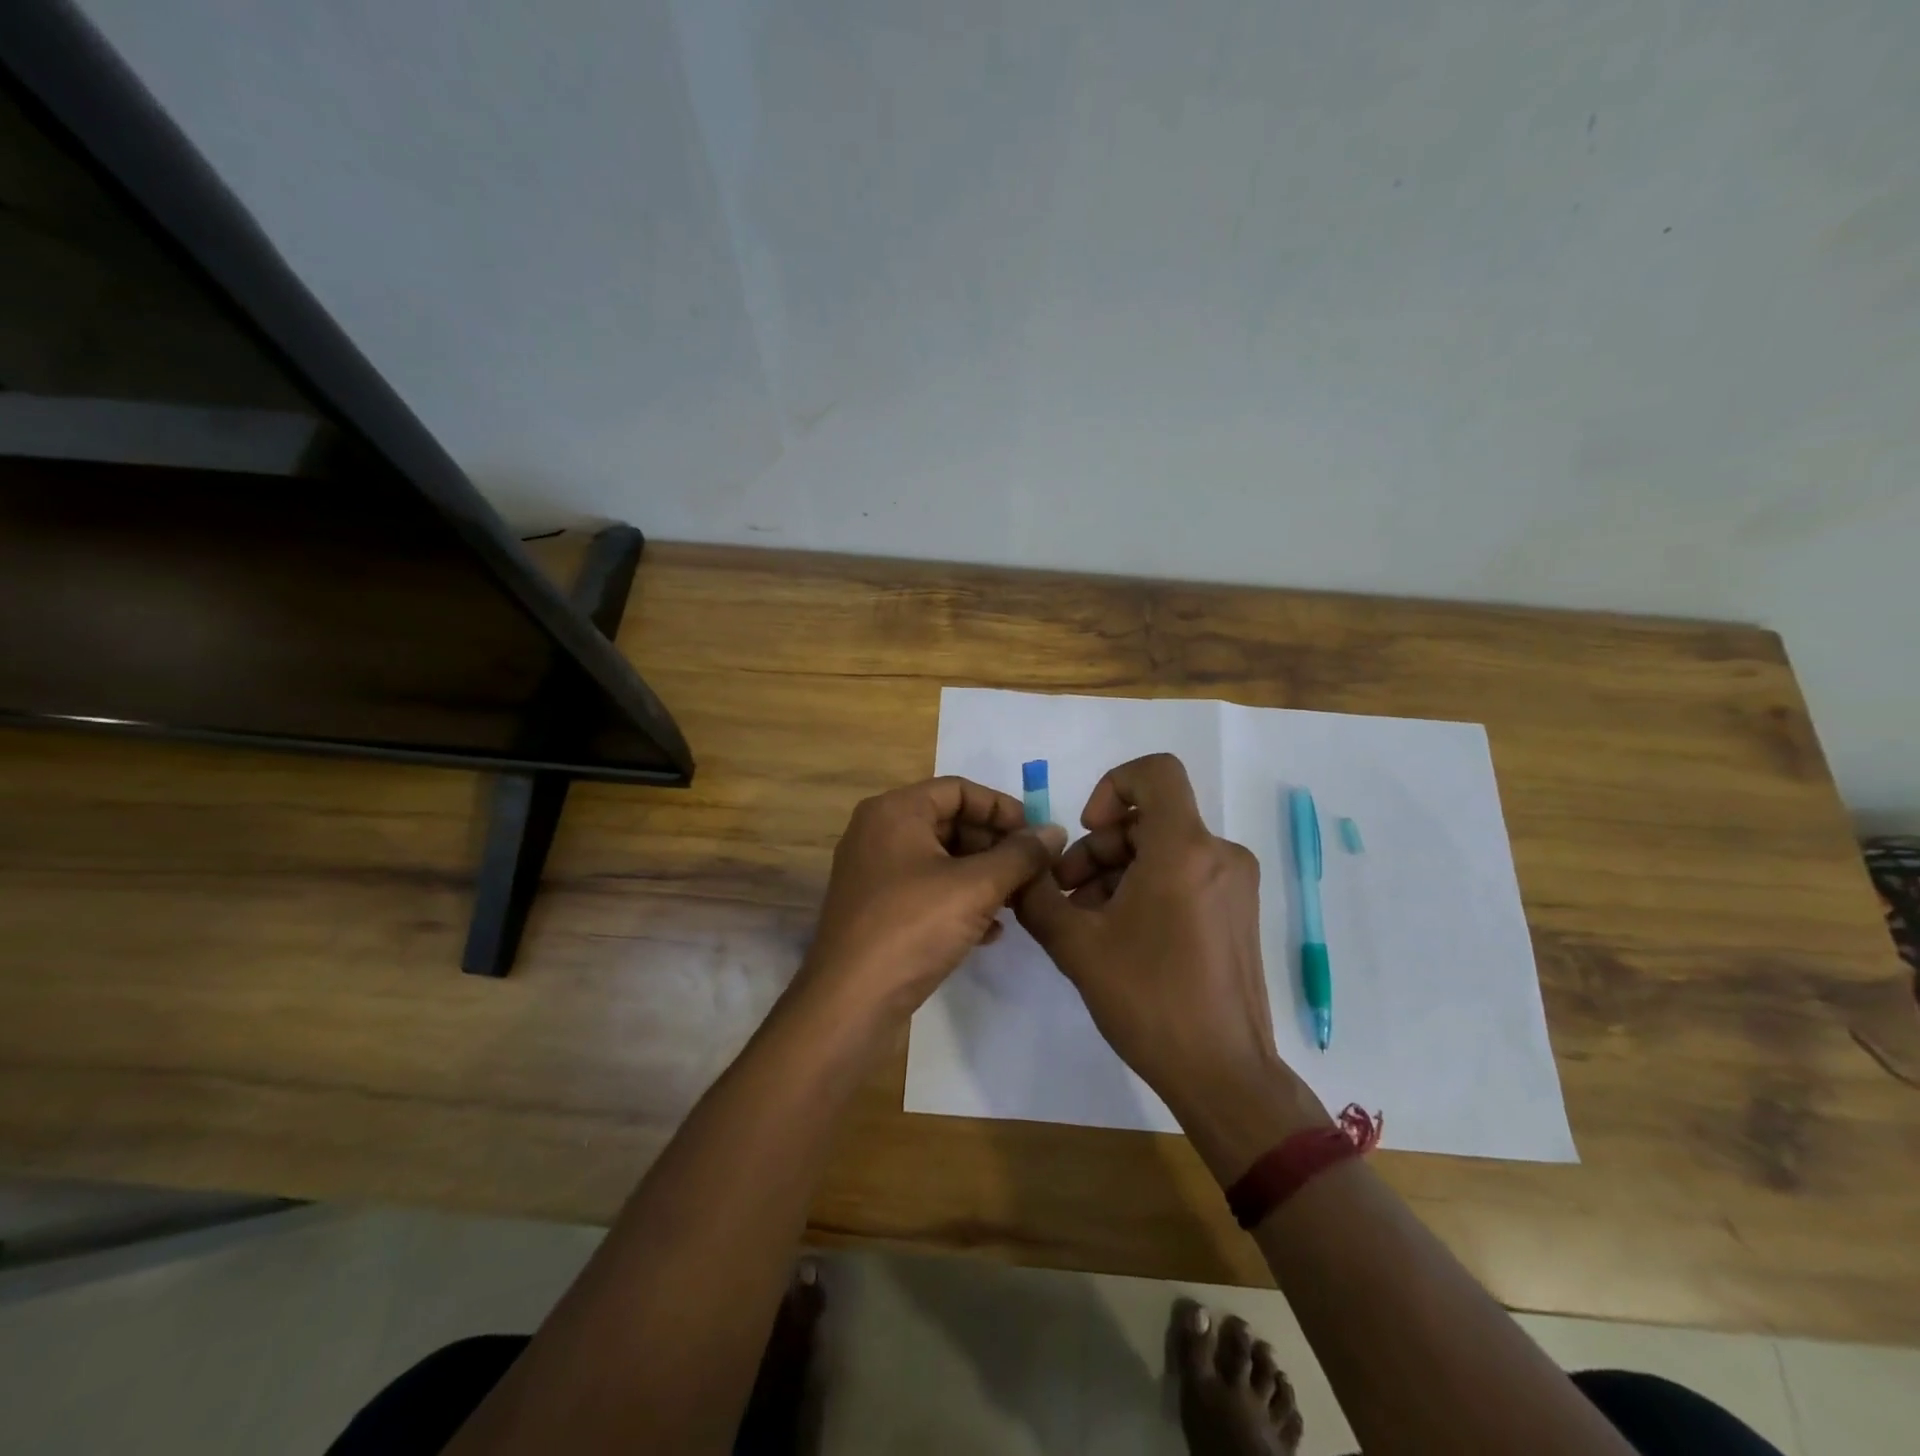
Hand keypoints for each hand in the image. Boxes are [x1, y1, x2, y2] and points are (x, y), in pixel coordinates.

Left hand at [793, 776, 1065, 1028]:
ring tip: (1018, 901)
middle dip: (995, 846)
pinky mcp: (877, 910)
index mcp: (895, 811)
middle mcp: (879, 833)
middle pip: (950, 822)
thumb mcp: (976, 886)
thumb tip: (1054, 831)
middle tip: (1033, 871)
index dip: (1002, 808)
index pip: (959, 789)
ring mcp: (875, 873)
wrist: (849, 1004)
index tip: (1038, 835)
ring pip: (941, 860)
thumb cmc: (913, 928)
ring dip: (983, 876)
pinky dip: (960, 901)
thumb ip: (1020, 855)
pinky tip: (991, 931)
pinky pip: (927, 891)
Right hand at [1014, 754, 1327, 1178]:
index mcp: (1184, 849)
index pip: (1155, 772)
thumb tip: (1022, 869)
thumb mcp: (1076, 945)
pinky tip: (1118, 935)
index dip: (1112, 786)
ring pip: (1163, 849)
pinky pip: (1184, 875)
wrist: (1223, 1074)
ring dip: (1116, 872)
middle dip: (1099, 849)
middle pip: (1148, 819)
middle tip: (1065, 895)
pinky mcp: (1236, 911)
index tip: (1087, 830)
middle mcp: (1219, 854)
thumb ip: (1038, 896)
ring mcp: (1234, 884)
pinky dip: (1146, 888)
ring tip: (1085, 922)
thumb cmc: (1149, 1000)